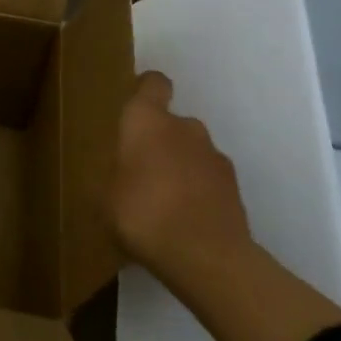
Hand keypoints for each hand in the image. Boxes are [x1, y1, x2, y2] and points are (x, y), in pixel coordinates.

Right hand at [105, 71, 252, 270]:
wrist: (207, 257)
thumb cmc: (142, 213)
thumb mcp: (104, 197)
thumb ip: (113, 175)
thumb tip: (118, 174)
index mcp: (146, 120)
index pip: (153, 84)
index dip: (146, 90)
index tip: (136, 107)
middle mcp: (184, 127)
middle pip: (172, 123)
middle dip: (160, 142)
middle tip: (142, 172)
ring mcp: (214, 156)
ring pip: (193, 152)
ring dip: (181, 168)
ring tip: (165, 203)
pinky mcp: (235, 188)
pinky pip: (210, 181)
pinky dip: (200, 193)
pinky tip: (186, 222)